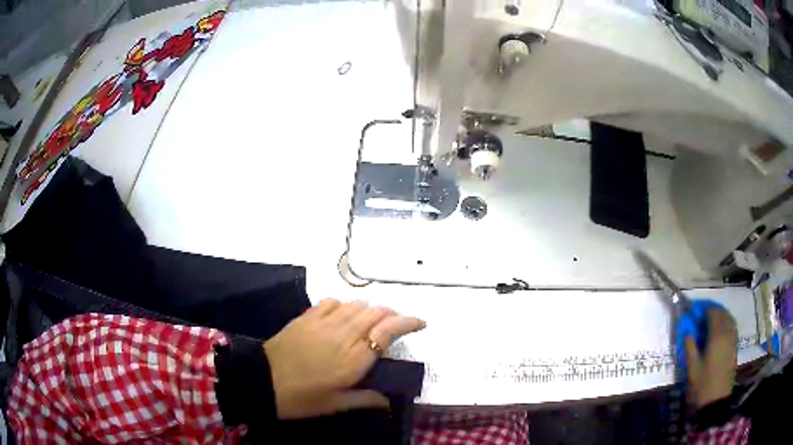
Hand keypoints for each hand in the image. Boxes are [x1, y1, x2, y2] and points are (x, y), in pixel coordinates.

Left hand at [263, 299, 425, 418]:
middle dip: (392, 314)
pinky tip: (344, 314)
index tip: (421, 322)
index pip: (388, 330)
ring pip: (356, 304)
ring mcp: (324, 322)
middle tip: (397, 325)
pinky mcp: (307, 316)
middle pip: (376, 312)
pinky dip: (346, 304)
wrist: (262, 381)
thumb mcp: (336, 404)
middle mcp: (343, 334)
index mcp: (354, 358)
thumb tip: (388, 402)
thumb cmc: (302, 398)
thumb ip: (365, 399)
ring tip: (373, 321)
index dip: (408, 322)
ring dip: (371, 309)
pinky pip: (333, 301)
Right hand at [685, 307, 736, 408]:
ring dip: (720, 315)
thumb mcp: (692, 368)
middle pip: (722, 313)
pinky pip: (732, 326)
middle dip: (712, 310)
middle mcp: (727, 333)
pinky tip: (719, 330)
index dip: (704, 308)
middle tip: (701, 315)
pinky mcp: (735, 346)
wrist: (716, 400)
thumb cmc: (703, 384)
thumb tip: (687, 332)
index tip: (695, 310)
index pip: (712, 313)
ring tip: (710, 320)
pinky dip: (726, 322)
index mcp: (717, 336)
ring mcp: (733, 339)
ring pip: (729, 318)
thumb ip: (690, 347)